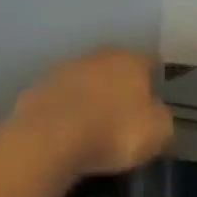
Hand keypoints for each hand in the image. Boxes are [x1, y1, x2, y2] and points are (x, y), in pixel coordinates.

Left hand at [11, 49, 173, 176]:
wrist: (50, 140)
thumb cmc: (115, 132)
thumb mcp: (158, 132)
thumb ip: (161, 118)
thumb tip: (155, 113)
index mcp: (130, 60)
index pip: (150, 63)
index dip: (155, 81)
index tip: (156, 100)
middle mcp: (96, 56)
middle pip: (114, 68)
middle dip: (120, 87)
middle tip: (126, 114)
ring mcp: (61, 71)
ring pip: (84, 82)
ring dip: (90, 98)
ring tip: (95, 126)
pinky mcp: (35, 91)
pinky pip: (60, 102)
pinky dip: (66, 113)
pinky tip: (69, 134)